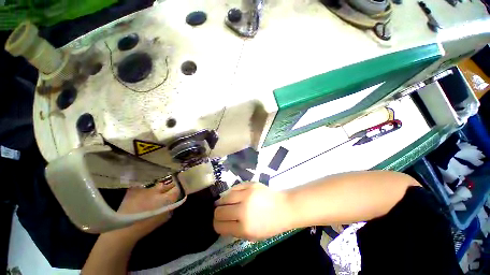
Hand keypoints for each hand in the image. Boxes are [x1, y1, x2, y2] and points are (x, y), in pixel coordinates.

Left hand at [111, 181, 180, 242]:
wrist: (124, 228)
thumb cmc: (147, 225)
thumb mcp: (164, 217)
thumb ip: (171, 207)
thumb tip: (175, 200)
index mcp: (165, 199)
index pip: (177, 189)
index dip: (177, 190)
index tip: (176, 192)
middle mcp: (157, 191)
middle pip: (167, 184)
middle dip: (168, 187)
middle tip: (166, 191)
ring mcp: (146, 189)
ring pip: (156, 185)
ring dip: (157, 188)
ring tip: (154, 194)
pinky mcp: (135, 189)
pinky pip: (144, 187)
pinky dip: (145, 190)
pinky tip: (142, 196)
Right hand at [213, 183, 291, 240]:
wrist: (284, 207)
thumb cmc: (270, 225)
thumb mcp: (252, 236)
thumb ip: (235, 231)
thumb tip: (222, 223)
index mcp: (244, 227)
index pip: (220, 226)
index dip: (216, 225)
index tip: (218, 223)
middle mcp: (243, 210)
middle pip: (219, 211)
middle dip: (217, 213)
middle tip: (220, 213)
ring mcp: (246, 195)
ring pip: (224, 198)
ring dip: (222, 202)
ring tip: (223, 203)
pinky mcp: (249, 185)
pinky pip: (234, 188)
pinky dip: (231, 193)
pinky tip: (232, 195)